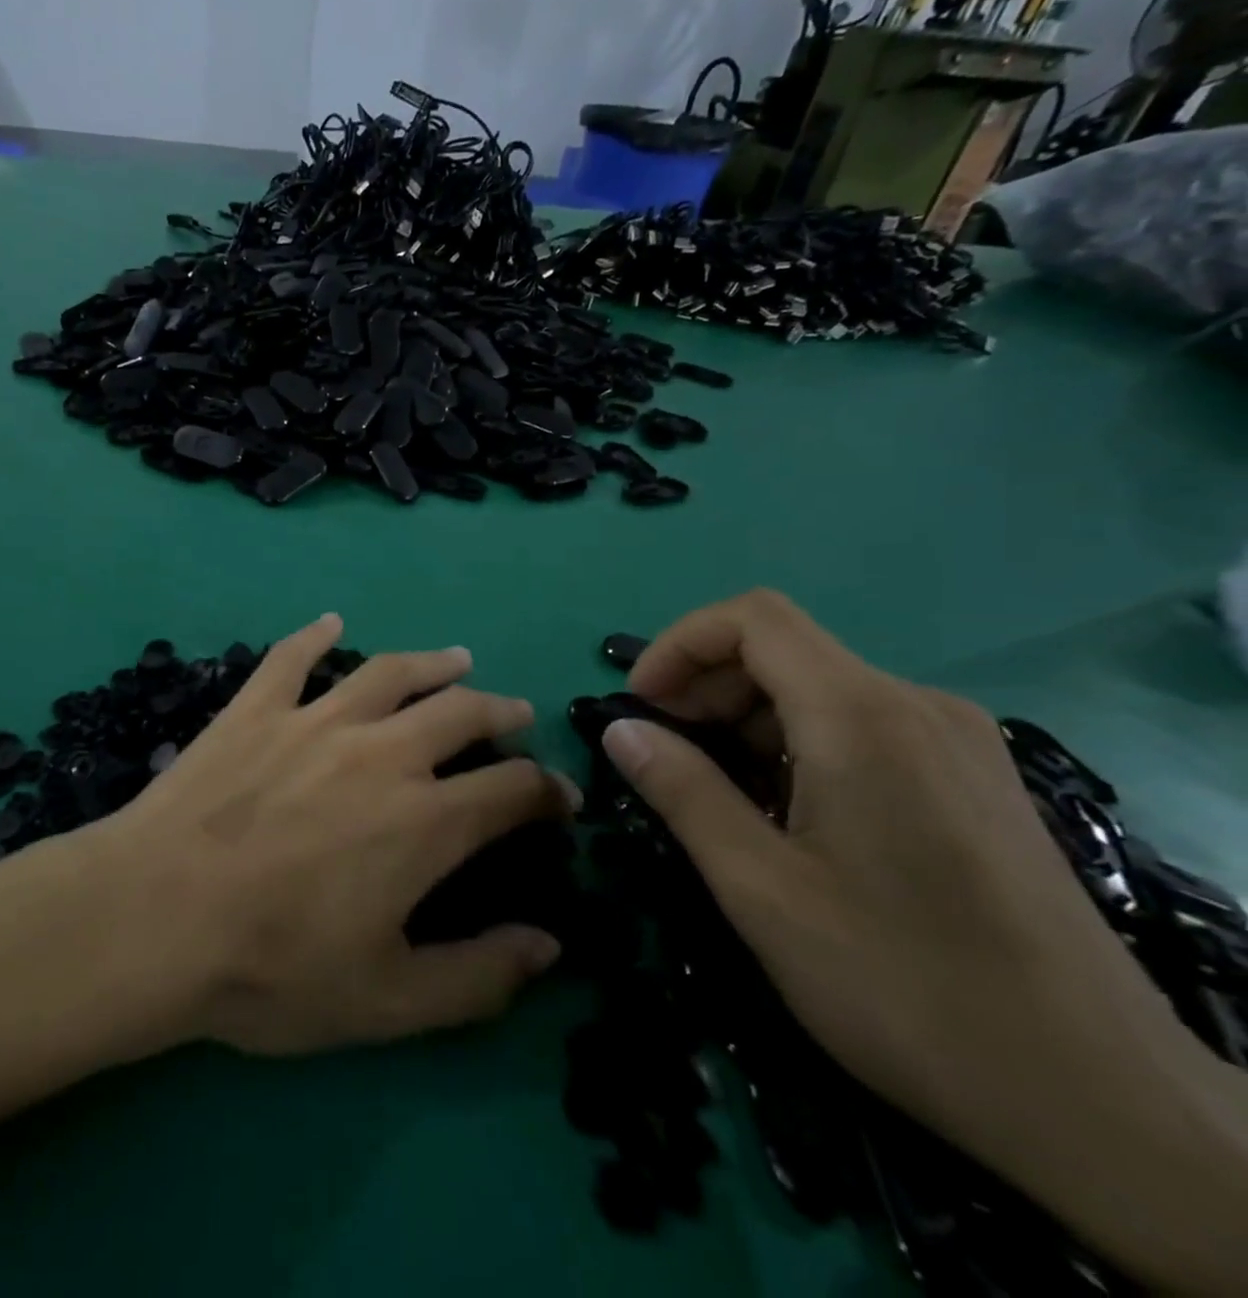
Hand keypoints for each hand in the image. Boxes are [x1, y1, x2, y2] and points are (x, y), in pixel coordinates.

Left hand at [99, 613, 577, 1055]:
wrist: (155, 917)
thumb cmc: (272, 968)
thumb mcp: (389, 1001)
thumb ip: (479, 976)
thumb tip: (550, 946)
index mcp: (425, 820)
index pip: (511, 789)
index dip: (547, 791)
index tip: (559, 798)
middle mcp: (381, 752)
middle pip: (460, 713)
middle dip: (500, 712)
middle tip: (515, 713)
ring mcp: (313, 720)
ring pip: (389, 673)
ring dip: (432, 663)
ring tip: (456, 659)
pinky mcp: (255, 709)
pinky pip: (292, 658)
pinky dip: (315, 635)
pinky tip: (330, 621)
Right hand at [598, 590, 1244, 1290]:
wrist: (1103, 1105)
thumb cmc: (905, 987)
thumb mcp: (761, 889)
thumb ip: (683, 792)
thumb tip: (620, 730)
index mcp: (863, 717)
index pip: (752, 618)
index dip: (678, 645)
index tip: (640, 708)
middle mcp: (918, 706)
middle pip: (783, 650)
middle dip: (705, 688)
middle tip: (666, 759)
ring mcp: (957, 742)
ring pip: (820, 689)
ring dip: (747, 720)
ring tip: (719, 795)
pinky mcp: (975, 780)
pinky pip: (862, 726)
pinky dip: (797, 744)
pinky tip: (788, 815)